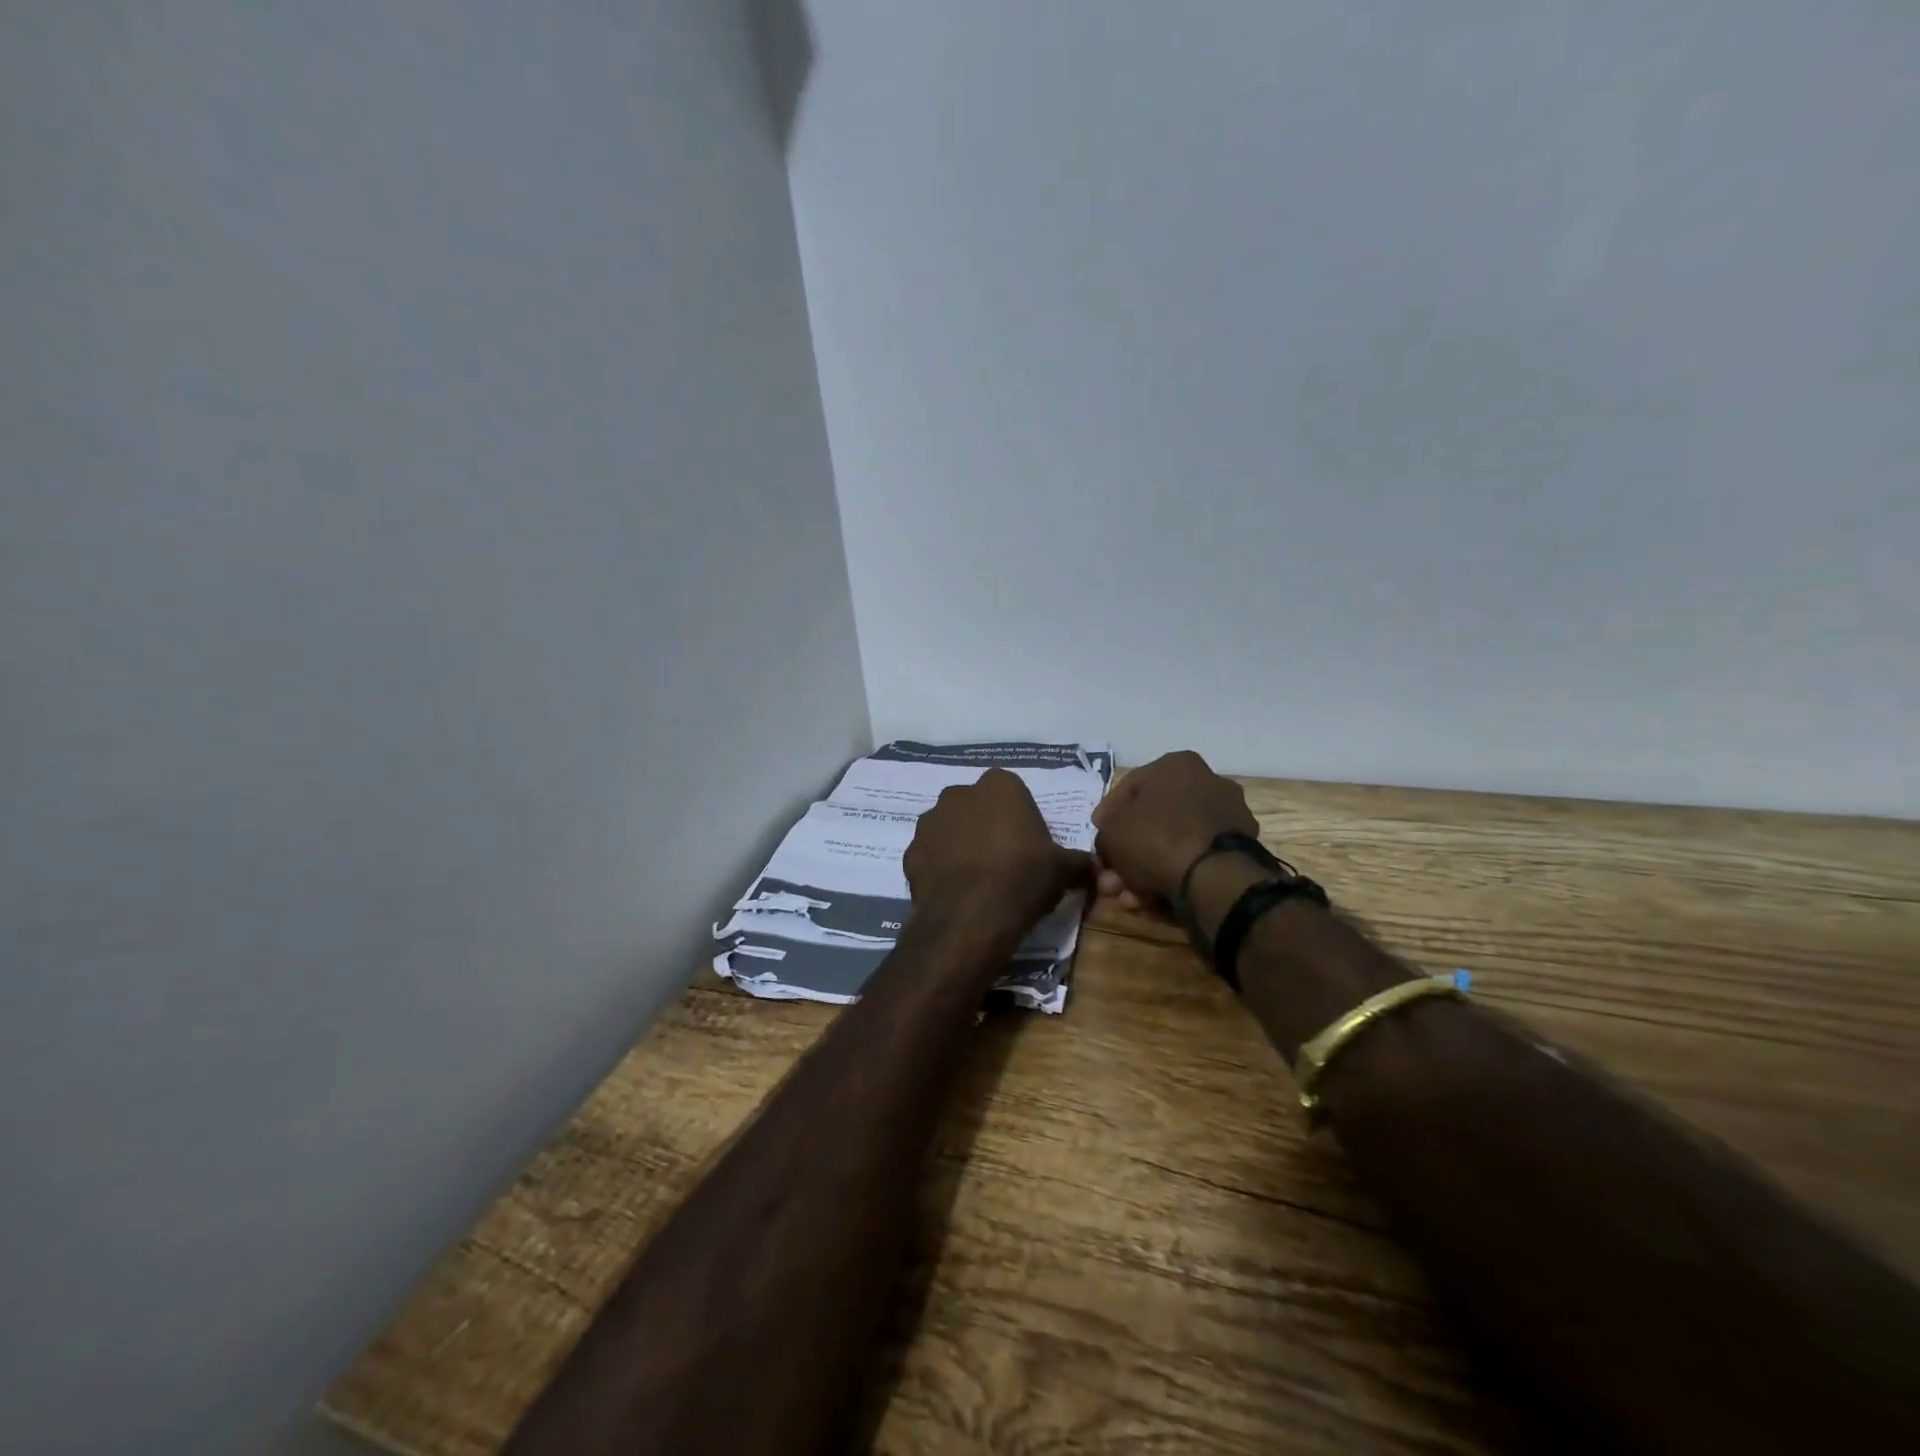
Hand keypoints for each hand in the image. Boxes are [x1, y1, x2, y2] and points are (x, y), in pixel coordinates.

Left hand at [904, 768, 1093, 931]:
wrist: (971, 918)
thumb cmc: (1023, 879)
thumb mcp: (1064, 870)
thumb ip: (1079, 861)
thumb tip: (1095, 867)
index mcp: (1000, 786)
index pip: (1011, 790)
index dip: (1019, 816)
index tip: (1027, 843)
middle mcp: (959, 793)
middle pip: (976, 806)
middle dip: (985, 825)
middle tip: (1003, 859)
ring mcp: (929, 821)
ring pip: (949, 827)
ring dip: (959, 844)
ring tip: (976, 878)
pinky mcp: (910, 851)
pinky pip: (930, 855)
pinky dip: (939, 867)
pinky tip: (954, 891)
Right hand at [1091, 751, 1258, 909]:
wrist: (1215, 878)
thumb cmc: (1157, 838)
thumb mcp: (1112, 830)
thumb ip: (1106, 829)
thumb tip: (1111, 837)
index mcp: (1177, 765)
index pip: (1130, 787)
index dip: (1107, 815)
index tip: (1097, 837)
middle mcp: (1207, 784)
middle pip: (1152, 820)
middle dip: (1126, 853)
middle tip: (1109, 877)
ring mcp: (1226, 819)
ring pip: (1172, 844)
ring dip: (1143, 871)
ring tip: (1125, 897)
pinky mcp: (1239, 851)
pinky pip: (1194, 860)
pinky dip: (1171, 877)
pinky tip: (1149, 901)